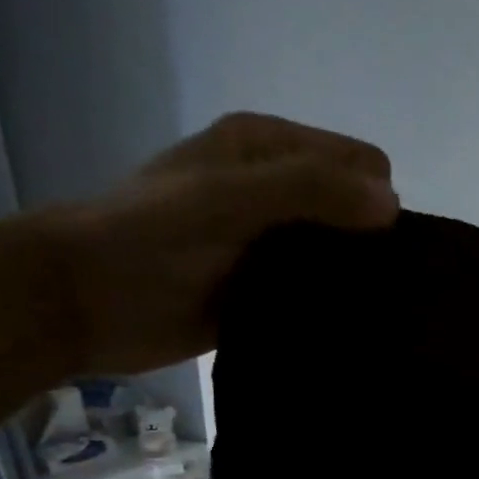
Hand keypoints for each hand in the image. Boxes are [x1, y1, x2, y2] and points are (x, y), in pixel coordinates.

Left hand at [40, 112, 398, 374]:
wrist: (84, 300)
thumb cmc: (149, 236)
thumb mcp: (230, 197)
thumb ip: (310, 190)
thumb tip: (394, 206)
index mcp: (272, 148)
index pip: (364, 165)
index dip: (377, 201)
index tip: (369, 246)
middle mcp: (281, 190)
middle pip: (360, 212)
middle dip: (376, 246)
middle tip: (372, 288)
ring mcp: (277, 243)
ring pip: (346, 257)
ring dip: (359, 282)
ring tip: (364, 314)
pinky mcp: (273, 289)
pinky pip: (325, 296)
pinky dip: (339, 309)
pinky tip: (344, 329)